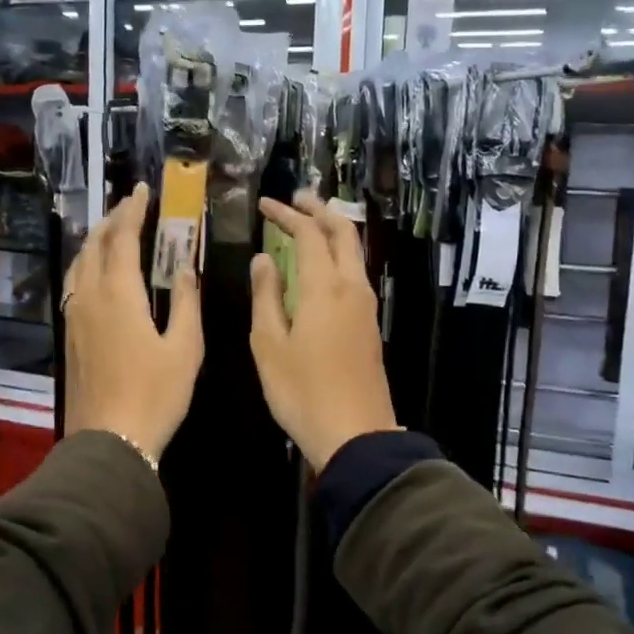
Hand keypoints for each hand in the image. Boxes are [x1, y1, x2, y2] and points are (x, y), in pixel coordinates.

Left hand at [64, 182, 202, 462]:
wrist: (110, 440)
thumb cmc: (155, 394)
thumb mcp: (185, 349)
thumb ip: (187, 303)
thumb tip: (187, 268)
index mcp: (119, 294)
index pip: (122, 238)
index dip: (133, 211)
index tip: (142, 190)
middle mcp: (89, 297)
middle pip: (94, 245)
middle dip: (111, 220)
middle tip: (129, 205)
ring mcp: (74, 316)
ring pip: (78, 264)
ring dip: (94, 241)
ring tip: (111, 231)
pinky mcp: (69, 335)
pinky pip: (73, 285)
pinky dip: (85, 265)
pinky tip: (95, 274)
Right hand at [250, 191, 398, 470]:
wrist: (356, 434)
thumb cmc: (302, 391)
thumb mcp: (269, 344)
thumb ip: (266, 296)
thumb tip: (263, 260)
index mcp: (325, 288)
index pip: (308, 235)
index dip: (287, 215)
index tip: (265, 204)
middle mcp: (352, 288)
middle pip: (343, 233)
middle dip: (319, 211)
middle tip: (296, 199)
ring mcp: (366, 306)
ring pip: (354, 253)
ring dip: (333, 231)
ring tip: (308, 224)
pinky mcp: (370, 324)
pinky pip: (355, 273)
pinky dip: (338, 255)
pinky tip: (321, 266)